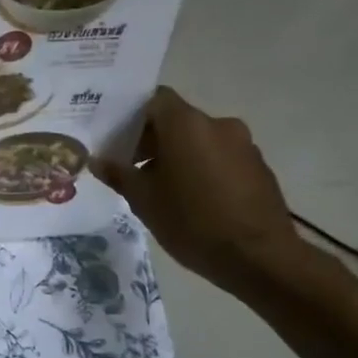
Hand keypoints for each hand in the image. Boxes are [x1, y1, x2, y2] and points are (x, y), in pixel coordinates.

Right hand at [95, 87, 309, 295]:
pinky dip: (202, 169)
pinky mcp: (258, 168)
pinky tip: (193, 201)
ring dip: (178, 156)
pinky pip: (220, 158)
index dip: (132, 116)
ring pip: (200, 141)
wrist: (259, 257)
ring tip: (161, 190)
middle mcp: (217, 124)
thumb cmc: (192, 222)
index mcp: (186, 125)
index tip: (117, 139)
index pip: (154, 99)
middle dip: (152, 140)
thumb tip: (99, 160)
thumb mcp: (144, 201)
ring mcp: (243, 145)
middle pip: (177, 120)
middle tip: (131, 169)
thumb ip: (119, 175)